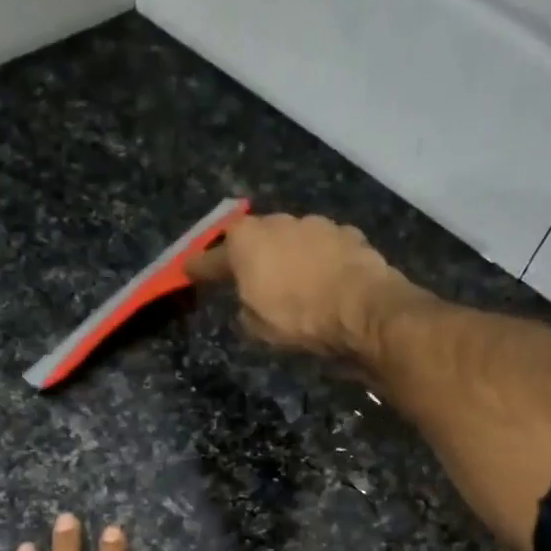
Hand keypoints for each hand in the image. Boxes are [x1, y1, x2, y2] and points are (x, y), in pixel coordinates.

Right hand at [182, 211, 421, 357]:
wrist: (363, 309)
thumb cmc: (299, 318)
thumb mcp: (256, 327)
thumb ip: (244, 308)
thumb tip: (249, 302)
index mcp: (246, 242)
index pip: (212, 257)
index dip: (199, 268)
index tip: (187, 271)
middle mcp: (278, 222)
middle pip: (254, 238)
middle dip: (248, 255)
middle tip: (246, 276)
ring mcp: (316, 224)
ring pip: (291, 240)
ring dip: (287, 257)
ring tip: (291, 281)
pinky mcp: (348, 235)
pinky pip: (322, 249)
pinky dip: (318, 262)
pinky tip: (323, 281)